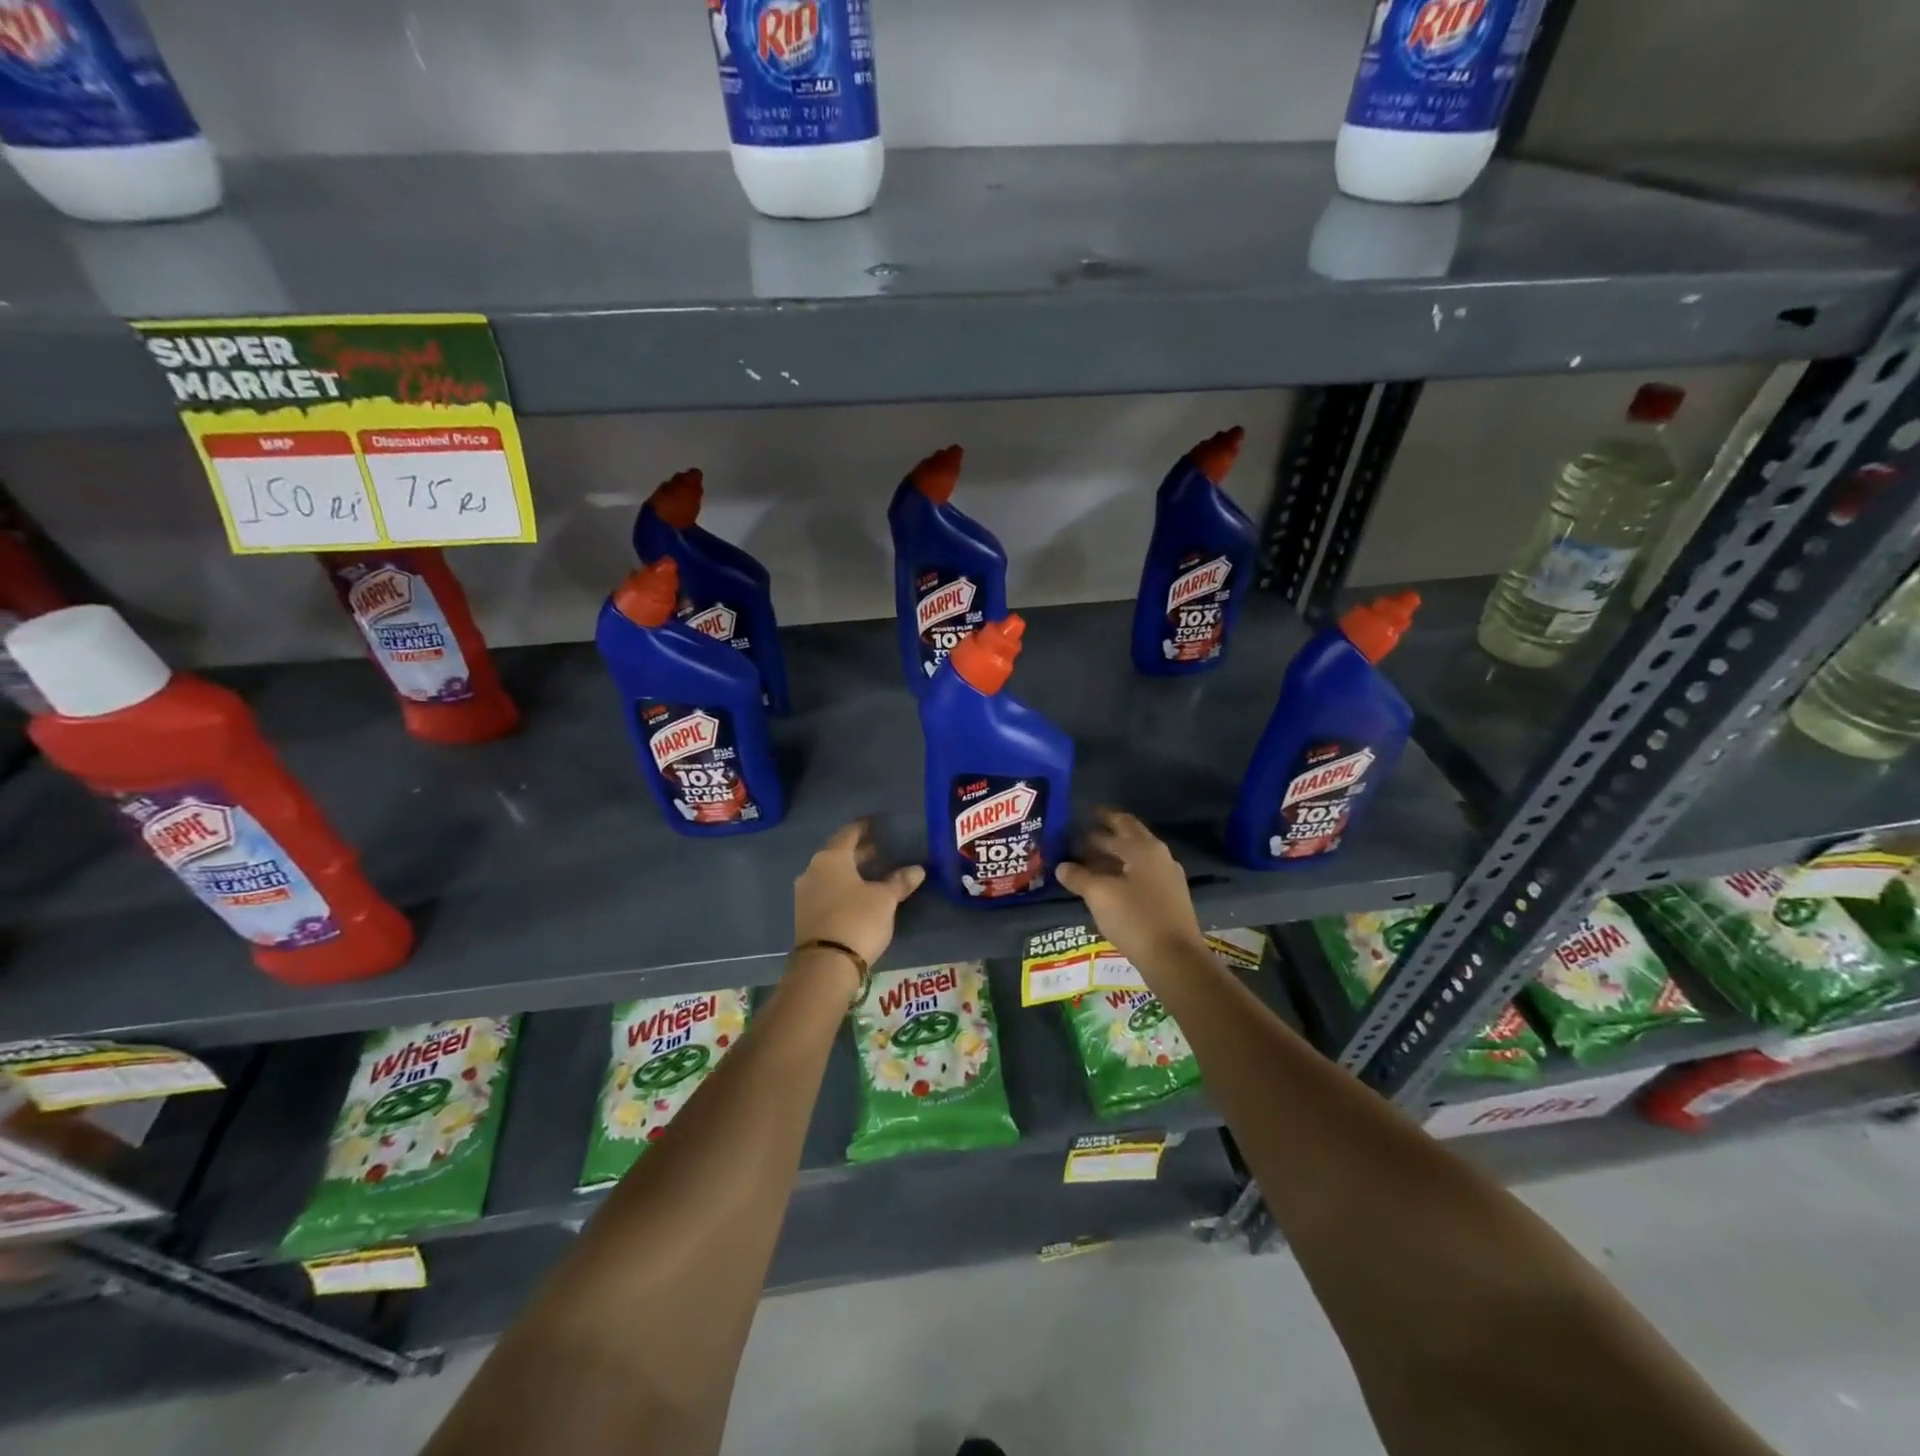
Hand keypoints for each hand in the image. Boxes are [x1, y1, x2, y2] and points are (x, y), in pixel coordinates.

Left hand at [793, 820, 925, 967]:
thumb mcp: (885, 899)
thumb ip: (899, 881)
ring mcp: (805, 894)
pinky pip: (826, 892)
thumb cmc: (857, 920)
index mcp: (831, 858)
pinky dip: (842, 888)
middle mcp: (813, 871)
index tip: (875, 823)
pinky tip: (857, 896)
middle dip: (858, 853)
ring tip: (871, 875)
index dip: (863, 828)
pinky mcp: (804, 916)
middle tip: (879, 851)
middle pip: (837, 854)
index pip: (848, 834)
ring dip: (850, 872)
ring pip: (830, 874)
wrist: (825, 965)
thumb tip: (917, 869)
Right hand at [1055, 809, 1206, 969]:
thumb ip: (1078, 876)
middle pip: (1129, 838)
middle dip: (1105, 835)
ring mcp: (1167, 878)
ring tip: (1087, 863)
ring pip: (1135, 859)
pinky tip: (1107, 886)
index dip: (1099, 818)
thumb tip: (1062, 866)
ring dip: (1112, 857)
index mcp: (1143, 848)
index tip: (1082, 814)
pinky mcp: (1169, 899)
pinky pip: (1141, 876)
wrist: (1175, 959)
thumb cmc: (1135, 919)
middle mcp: (1159, 856)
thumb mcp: (1099, 895)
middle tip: (1079, 837)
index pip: (1118, 822)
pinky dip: (1122, 874)